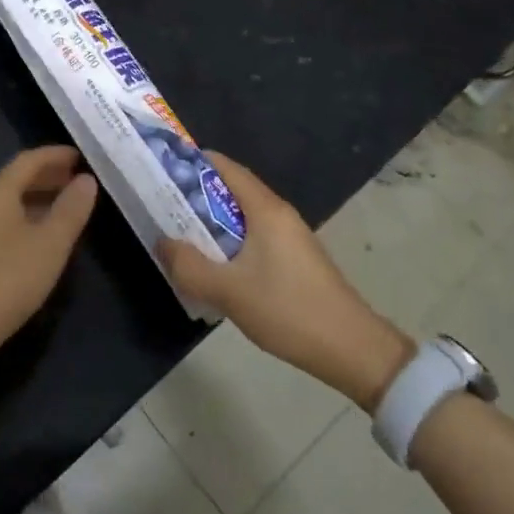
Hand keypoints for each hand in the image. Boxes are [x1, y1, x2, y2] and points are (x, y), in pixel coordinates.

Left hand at [0, 146, 98, 369]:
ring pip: (8, 202)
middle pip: (15, 179)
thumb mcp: (50, 244)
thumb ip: (71, 209)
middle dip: (47, 176)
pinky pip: (0, 221)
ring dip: (36, 198)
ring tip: (64, 206)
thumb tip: (86, 180)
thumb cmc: (7, 279)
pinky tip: (39, 237)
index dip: (55, 155)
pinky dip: (24, 218)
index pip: (28, 160)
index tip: (80, 155)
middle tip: (77, 179)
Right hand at [157, 152, 412, 411]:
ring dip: (212, 222)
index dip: (193, 163)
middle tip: (163, 205)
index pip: (226, 168)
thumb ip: (189, 266)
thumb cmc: (288, 310)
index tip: (163, 169)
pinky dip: (229, 241)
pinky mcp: (295, 260)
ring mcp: (290, 237)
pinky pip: (254, 237)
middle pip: (232, 190)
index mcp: (265, 209)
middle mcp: (279, 214)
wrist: (352, 349)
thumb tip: (162, 242)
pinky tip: (214, 265)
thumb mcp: (228, 291)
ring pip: (242, 216)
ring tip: (180, 235)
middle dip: (196, 195)